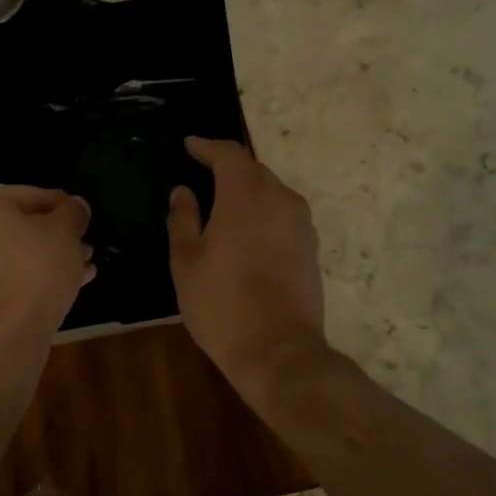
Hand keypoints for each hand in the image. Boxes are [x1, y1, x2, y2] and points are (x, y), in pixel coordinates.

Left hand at [0, 185, 93, 352]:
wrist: (0, 340)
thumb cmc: (33, 272)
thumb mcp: (65, 232)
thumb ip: (72, 212)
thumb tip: (75, 206)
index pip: (33, 195)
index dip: (65, 209)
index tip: (85, 224)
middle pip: (19, 224)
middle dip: (55, 237)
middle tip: (85, 249)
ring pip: (12, 252)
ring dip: (46, 258)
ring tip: (81, 270)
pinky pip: (2, 276)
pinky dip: (28, 278)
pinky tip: (64, 288)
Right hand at [168, 138, 326, 405]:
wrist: (277, 350)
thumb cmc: (221, 304)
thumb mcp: (186, 261)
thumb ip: (183, 219)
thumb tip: (183, 191)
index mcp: (245, 195)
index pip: (229, 154)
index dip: (207, 146)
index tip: (189, 146)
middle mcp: (280, 199)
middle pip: (253, 170)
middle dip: (228, 169)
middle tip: (202, 178)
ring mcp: (301, 224)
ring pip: (272, 192)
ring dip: (248, 192)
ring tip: (222, 207)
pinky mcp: (311, 247)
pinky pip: (283, 215)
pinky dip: (263, 213)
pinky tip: (246, 233)